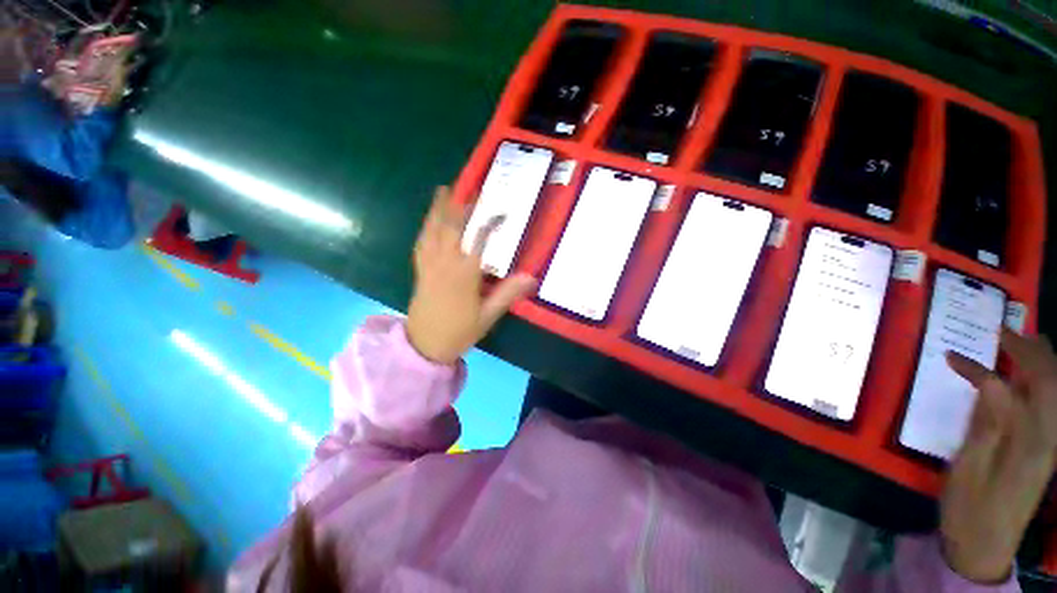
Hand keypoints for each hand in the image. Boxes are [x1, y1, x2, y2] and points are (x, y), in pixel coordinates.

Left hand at [406, 187, 536, 364]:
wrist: (424, 345)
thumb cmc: (459, 331)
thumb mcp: (488, 315)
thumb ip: (508, 293)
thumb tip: (532, 277)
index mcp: (464, 273)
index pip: (479, 239)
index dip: (490, 222)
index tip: (502, 211)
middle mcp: (445, 263)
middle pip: (453, 227)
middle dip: (462, 206)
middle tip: (470, 188)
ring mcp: (429, 264)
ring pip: (433, 230)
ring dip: (439, 209)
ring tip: (443, 190)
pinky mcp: (420, 270)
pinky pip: (421, 242)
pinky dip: (426, 227)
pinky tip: (429, 220)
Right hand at [941, 329, 1056, 582]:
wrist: (986, 545)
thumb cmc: (970, 509)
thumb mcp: (968, 469)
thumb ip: (985, 425)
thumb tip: (988, 382)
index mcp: (1028, 444)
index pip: (1015, 389)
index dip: (984, 369)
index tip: (953, 356)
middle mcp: (1048, 437)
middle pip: (1050, 383)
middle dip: (1029, 351)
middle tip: (1002, 330)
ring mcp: (1049, 443)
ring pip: (1055, 391)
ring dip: (1040, 362)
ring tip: (1020, 342)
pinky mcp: (1044, 448)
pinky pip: (1050, 405)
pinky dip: (1040, 383)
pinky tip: (1024, 378)